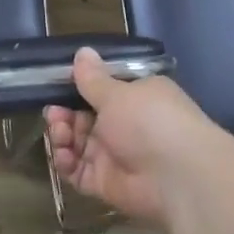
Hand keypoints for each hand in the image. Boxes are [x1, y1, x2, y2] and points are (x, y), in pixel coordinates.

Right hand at [43, 47, 226, 224]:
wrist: (178, 177)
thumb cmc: (149, 121)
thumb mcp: (118, 93)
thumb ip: (93, 78)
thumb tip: (83, 51)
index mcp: (135, 100)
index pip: (101, 92)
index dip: (78, 89)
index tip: (58, 86)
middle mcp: (125, 127)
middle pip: (83, 118)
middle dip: (64, 114)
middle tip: (54, 113)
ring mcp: (115, 156)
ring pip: (77, 144)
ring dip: (62, 136)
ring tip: (59, 132)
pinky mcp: (106, 183)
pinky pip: (77, 171)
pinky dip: (66, 163)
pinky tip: (63, 154)